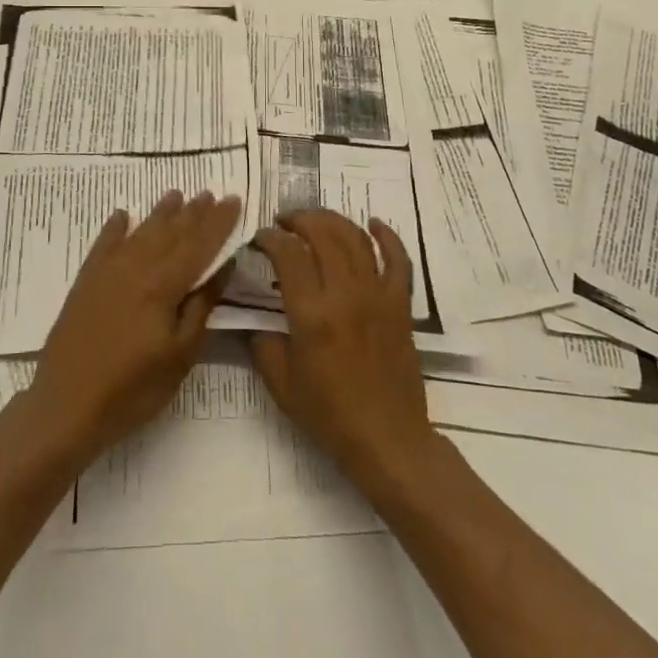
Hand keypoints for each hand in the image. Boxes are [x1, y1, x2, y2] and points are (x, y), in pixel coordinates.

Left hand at [21, 190, 239, 466]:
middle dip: (193, 212)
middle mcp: (136, 267)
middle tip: (210, 193)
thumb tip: (222, 266)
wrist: (66, 405)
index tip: (233, 200)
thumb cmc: (132, 389)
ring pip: (141, 232)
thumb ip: (201, 307)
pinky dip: (115, 228)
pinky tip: (122, 215)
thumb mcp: (179, 356)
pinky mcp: (86, 282)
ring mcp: (108, 272)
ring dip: (160, 213)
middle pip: (171, 233)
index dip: (218, 222)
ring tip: (176, 195)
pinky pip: (104, 244)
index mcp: (164, 285)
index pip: (199, 244)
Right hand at [249, 210, 437, 485]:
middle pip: (322, 234)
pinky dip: (386, 235)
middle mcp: (345, 295)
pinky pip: (398, 259)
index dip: (270, 238)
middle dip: (299, 219)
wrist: (387, 439)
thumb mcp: (281, 385)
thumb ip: (263, 345)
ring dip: (333, 220)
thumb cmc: (330, 415)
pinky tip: (372, 223)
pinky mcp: (400, 304)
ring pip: (356, 238)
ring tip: (315, 219)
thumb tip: (258, 322)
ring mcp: (377, 295)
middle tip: (284, 222)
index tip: (260, 239)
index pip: (288, 255)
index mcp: (312, 315)